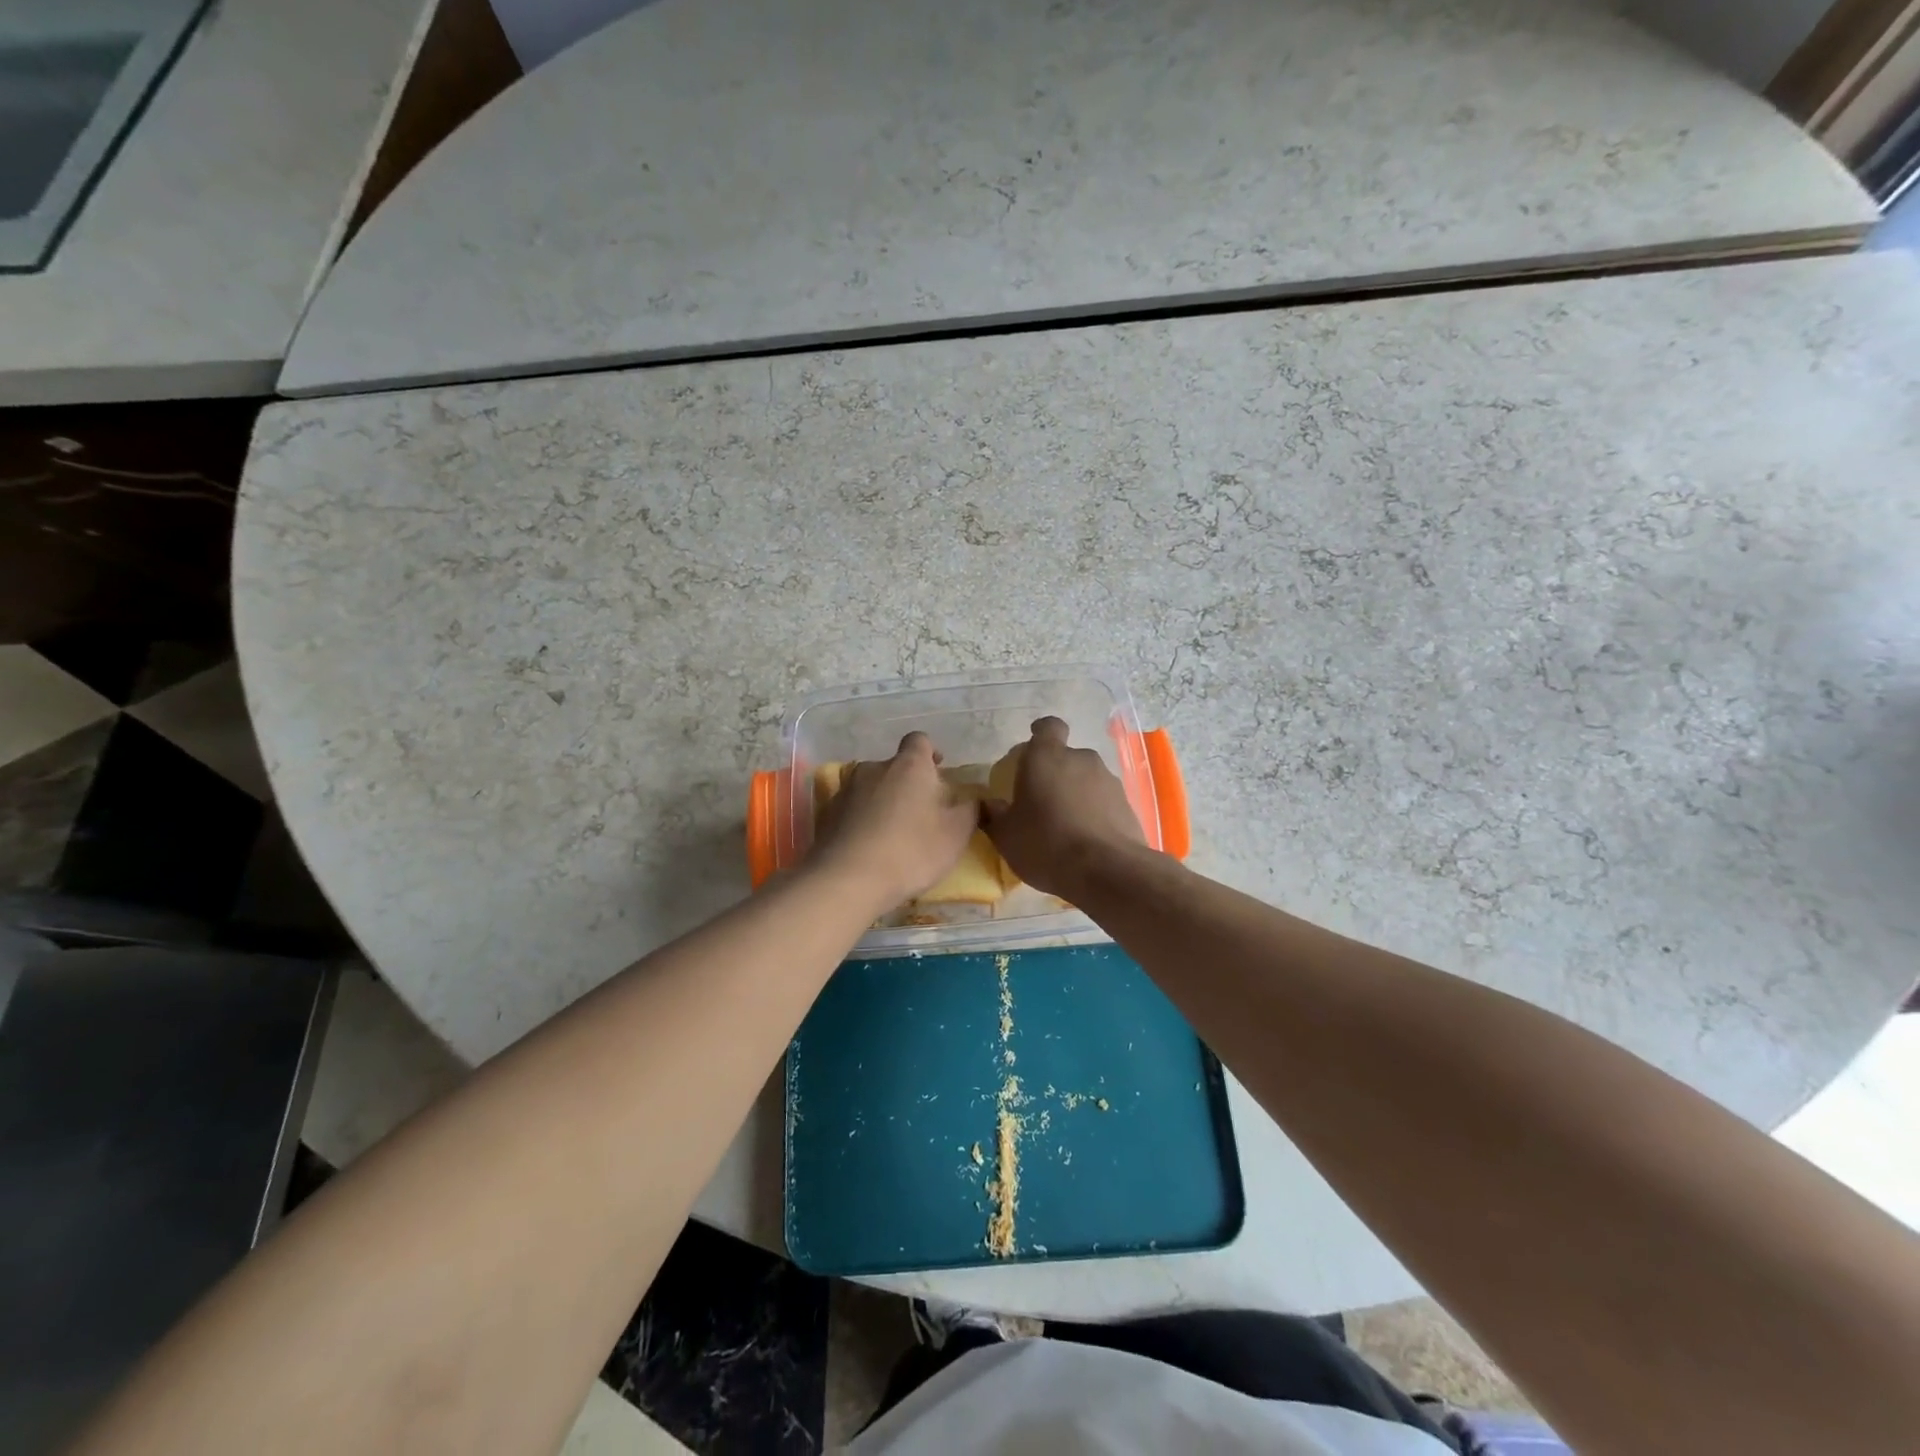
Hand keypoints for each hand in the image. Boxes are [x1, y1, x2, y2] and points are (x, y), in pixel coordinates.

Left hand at [809, 732, 978, 909]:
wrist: (848, 879)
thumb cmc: (911, 850)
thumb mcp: (956, 834)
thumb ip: (970, 810)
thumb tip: (975, 799)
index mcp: (909, 765)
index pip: (919, 740)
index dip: (930, 753)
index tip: (938, 771)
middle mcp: (874, 768)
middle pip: (894, 766)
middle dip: (907, 783)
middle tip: (921, 812)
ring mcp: (846, 790)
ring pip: (871, 788)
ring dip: (882, 801)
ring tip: (893, 833)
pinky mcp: (826, 814)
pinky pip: (851, 810)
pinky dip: (861, 820)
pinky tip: (869, 846)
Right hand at [982, 717, 1145, 897]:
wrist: (1106, 871)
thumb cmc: (1045, 843)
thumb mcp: (1006, 836)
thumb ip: (994, 815)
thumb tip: (988, 806)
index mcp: (1046, 757)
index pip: (1048, 727)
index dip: (1041, 733)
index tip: (1033, 747)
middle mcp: (1081, 759)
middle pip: (1067, 757)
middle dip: (1055, 774)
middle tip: (1042, 801)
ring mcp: (1108, 781)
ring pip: (1087, 780)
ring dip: (1076, 794)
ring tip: (1065, 825)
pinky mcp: (1127, 805)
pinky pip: (1104, 802)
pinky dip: (1095, 813)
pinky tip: (1086, 840)